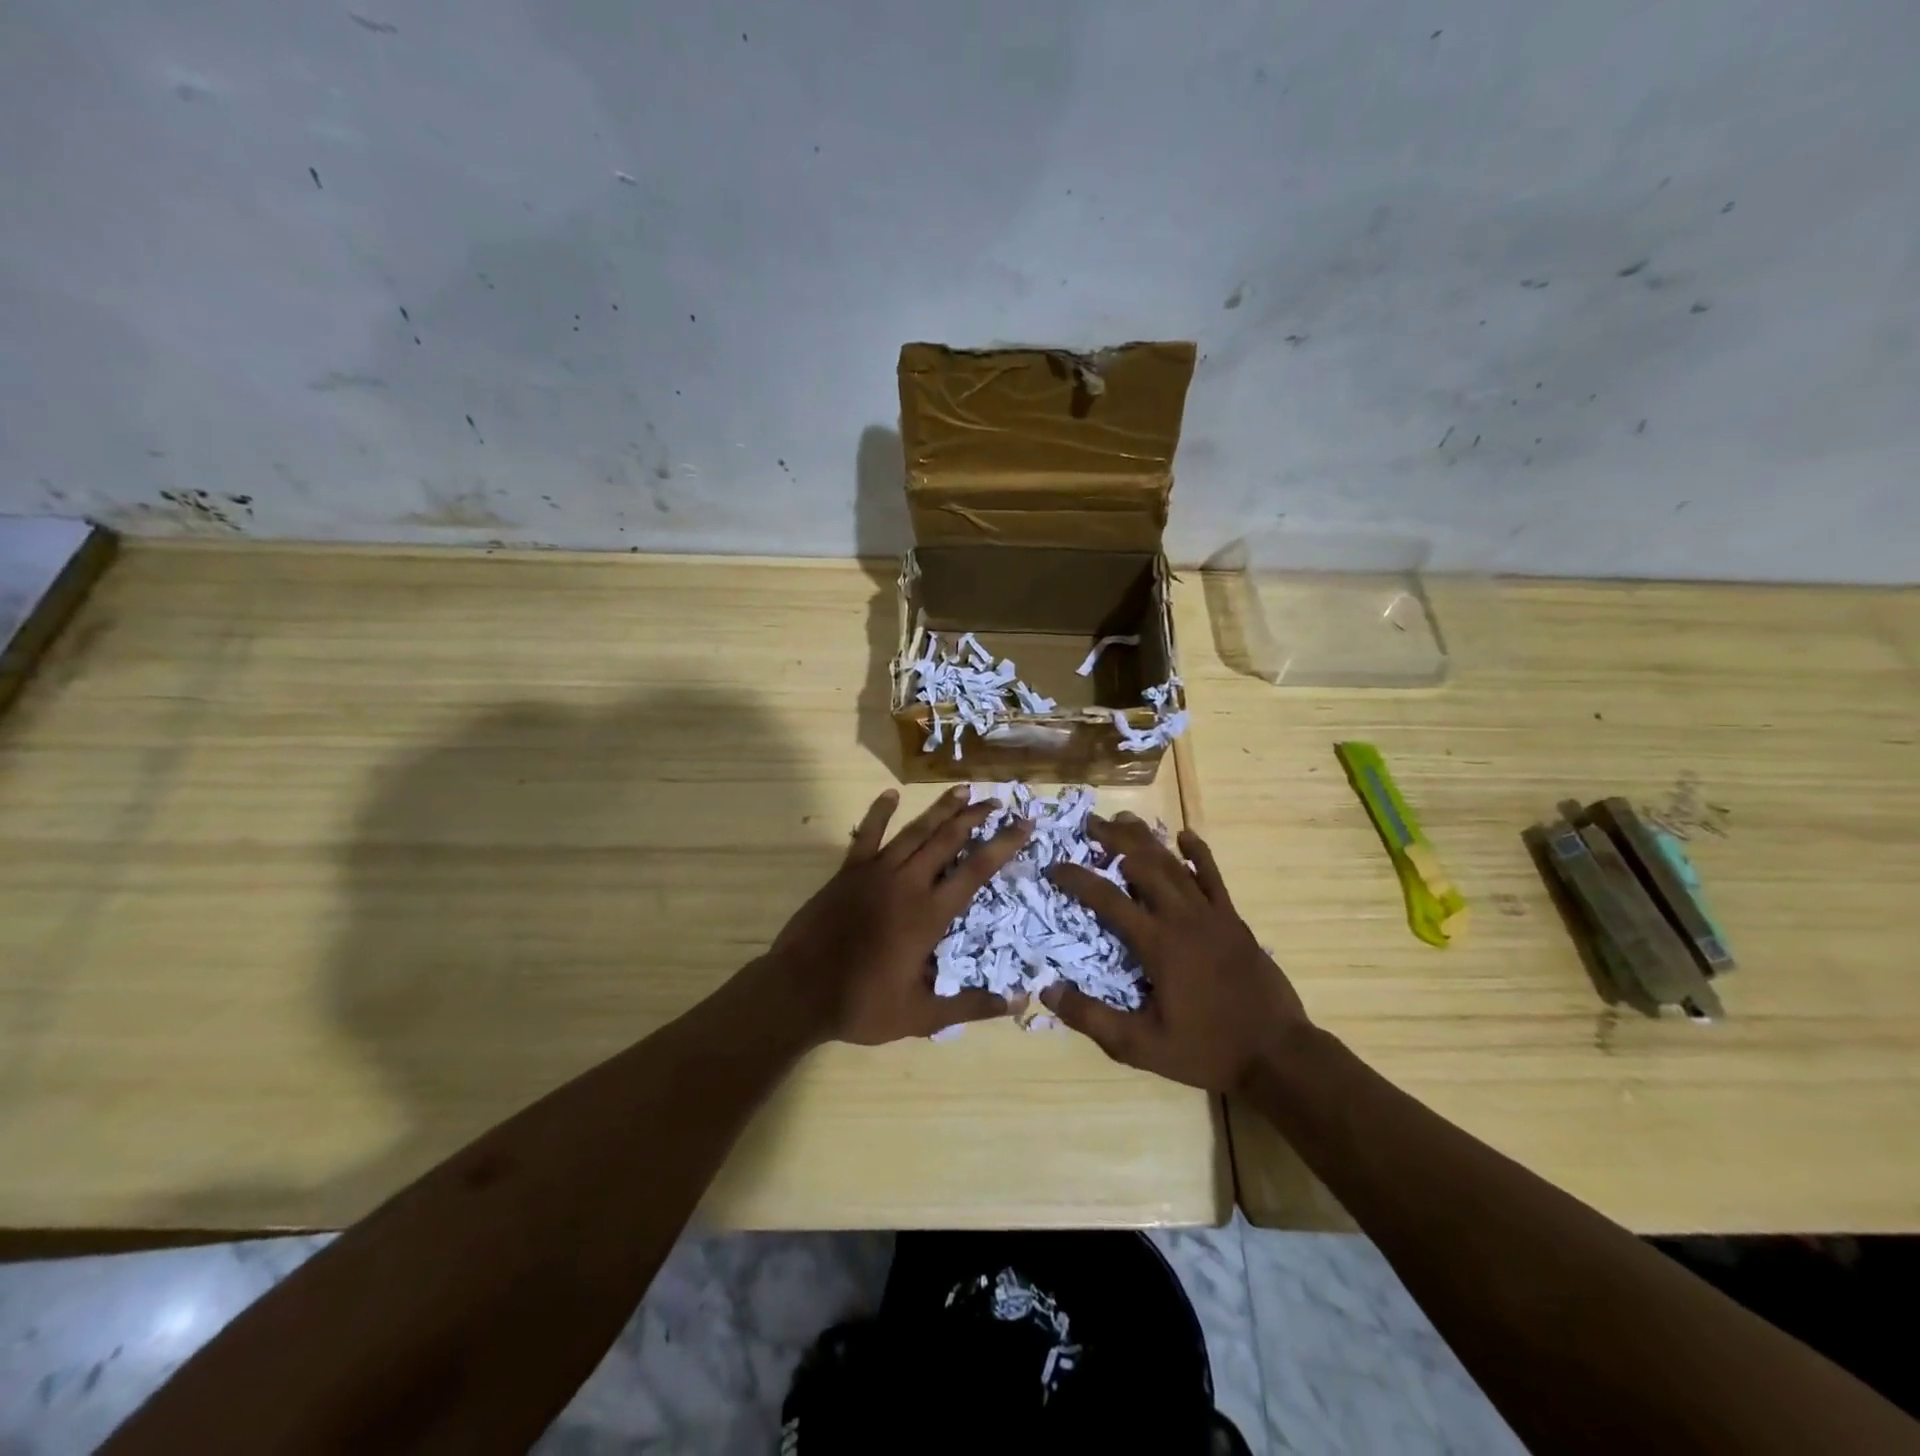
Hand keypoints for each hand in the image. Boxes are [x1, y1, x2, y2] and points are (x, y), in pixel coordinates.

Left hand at [765, 787, 1028, 1044]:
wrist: (798, 991)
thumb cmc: (861, 1004)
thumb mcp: (921, 1015)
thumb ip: (970, 1006)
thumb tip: (1018, 1001)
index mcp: (929, 914)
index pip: (975, 870)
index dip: (1003, 844)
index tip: (1024, 824)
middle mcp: (907, 883)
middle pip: (947, 839)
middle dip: (975, 817)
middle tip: (996, 801)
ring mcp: (875, 872)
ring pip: (915, 831)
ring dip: (941, 809)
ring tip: (963, 790)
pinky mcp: (848, 872)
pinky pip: (868, 835)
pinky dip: (879, 813)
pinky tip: (890, 794)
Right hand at [1041, 813, 1310, 1093]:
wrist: (1277, 1054)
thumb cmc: (1206, 1049)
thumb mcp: (1142, 1046)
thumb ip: (1093, 1018)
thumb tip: (1047, 990)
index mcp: (1158, 943)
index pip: (1108, 899)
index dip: (1077, 879)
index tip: (1054, 866)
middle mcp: (1182, 918)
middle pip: (1142, 865)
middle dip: (1112, 841)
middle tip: (1088, 823)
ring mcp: (1212, 915)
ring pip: (1174, 864)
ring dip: (1146, 840)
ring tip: (1122, 820)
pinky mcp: (1233, 920)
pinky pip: (1213, 877)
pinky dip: (1198, 853)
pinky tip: (1185, 835)